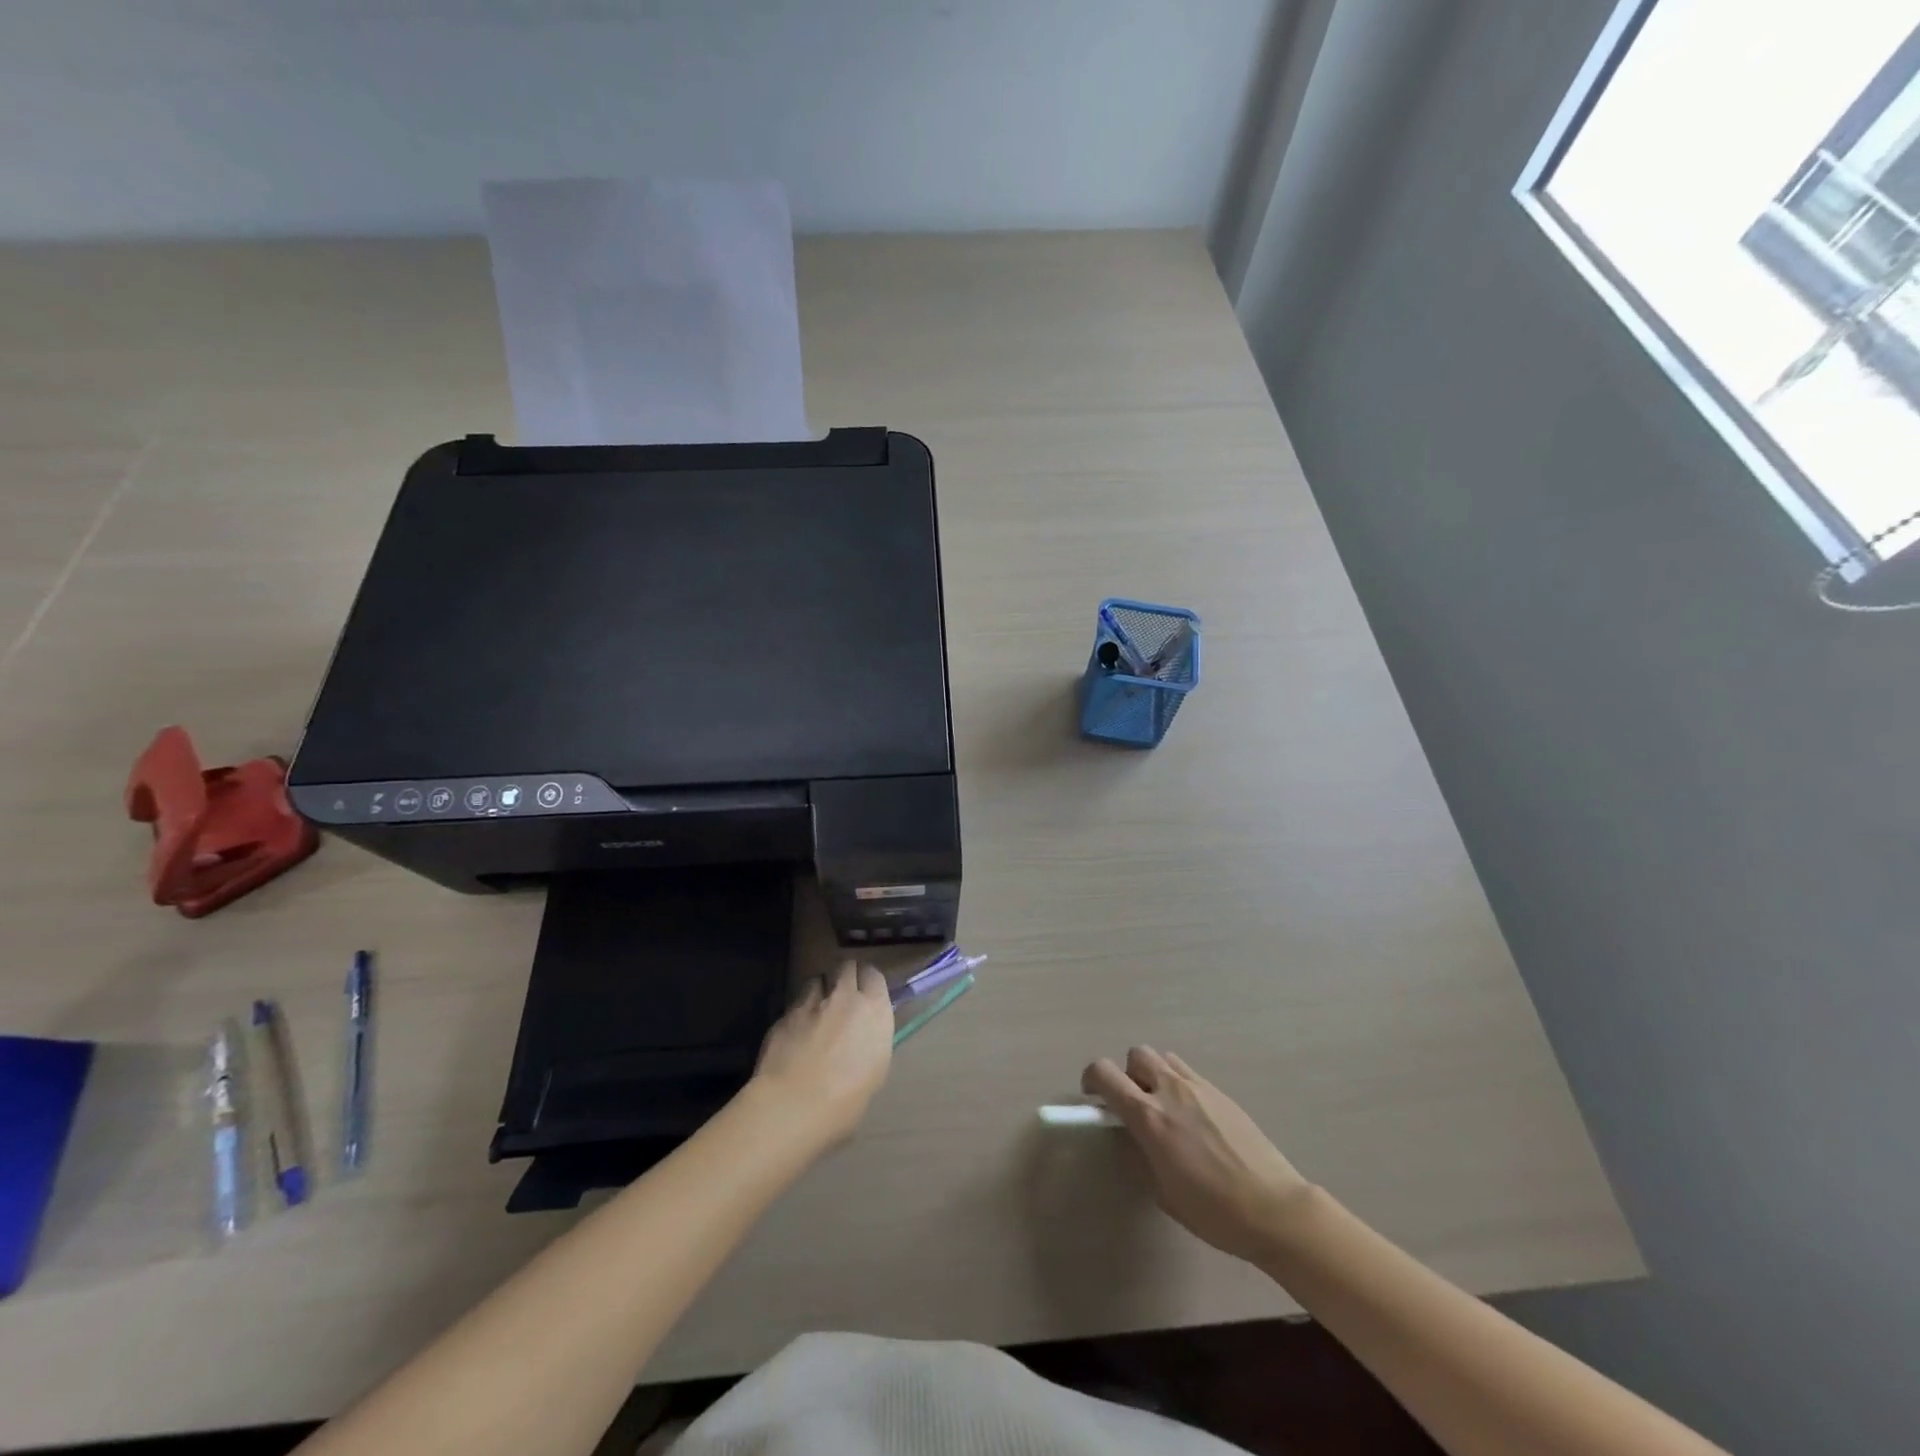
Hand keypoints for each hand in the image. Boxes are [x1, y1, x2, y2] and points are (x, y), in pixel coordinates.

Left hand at [753, 961, 894, 1144]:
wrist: (794, 1106)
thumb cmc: (846, 1100)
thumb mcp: (875, 1070)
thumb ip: (870, 1041)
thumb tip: (863, 1036)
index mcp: (874, 1010)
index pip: (873, 974)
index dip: (867, 982)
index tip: (865, 994)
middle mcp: (845, 997)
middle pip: (846, 966)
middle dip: (844, 976)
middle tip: (842, 997)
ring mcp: (812, 1002)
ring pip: (817, 979)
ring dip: (819, 991)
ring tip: (816, 1011)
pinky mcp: (785, 1013)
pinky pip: (795, 1003)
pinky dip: (798, 1012)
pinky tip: (795, 1033)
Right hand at [1082, 1046, 1313, 1264]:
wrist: (1274, 1208)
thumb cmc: (1213, 1211)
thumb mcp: (1162, 1191)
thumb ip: (1139, 1154)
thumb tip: (1130, 1135)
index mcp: (1149, 1117)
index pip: (1105, 1073)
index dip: (1092, 1079)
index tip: (1095, 1099)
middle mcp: (1170, 1091)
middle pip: (1136, 1054)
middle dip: (1128, 1073)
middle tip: (1133, 1104)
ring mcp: (1199, 1087)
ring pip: (1164, 1058)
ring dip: (1155, 1075)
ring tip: (1164, 1107)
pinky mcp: (1221, 1093)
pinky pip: (1189, 1074)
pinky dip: (1180, 1085)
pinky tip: (1193, 1118)